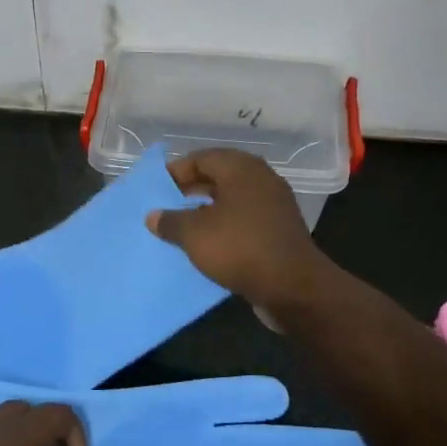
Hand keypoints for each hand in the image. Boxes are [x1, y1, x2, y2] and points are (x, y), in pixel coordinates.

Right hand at [144, 149, 335, 310]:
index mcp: (241, 169)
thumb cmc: (239, 248)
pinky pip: (245, 217)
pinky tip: (209, 241)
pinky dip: (225, 223)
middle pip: (219, 175)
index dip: (176, 170)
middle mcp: (261, 179)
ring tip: (183, 223)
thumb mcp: (194, 234)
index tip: (157, 188)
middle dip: (191, 188)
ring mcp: (274, 204)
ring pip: (233, 198)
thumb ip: (170, 221)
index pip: (202, 157)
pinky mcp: (280, 229)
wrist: (293, 287)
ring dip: (208, 208)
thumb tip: (153, 216)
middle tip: (167, 203)